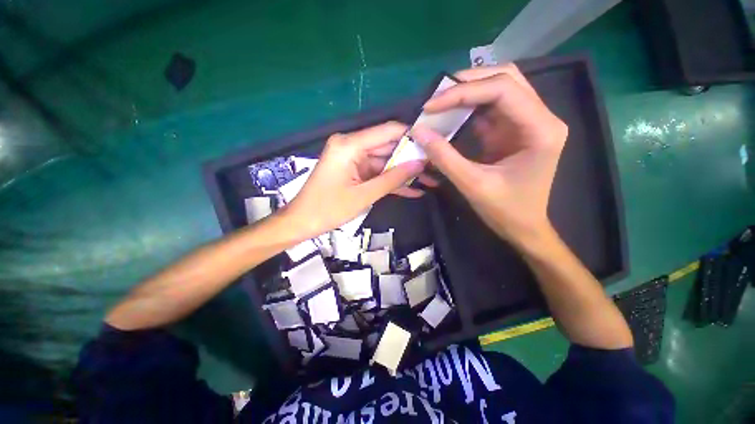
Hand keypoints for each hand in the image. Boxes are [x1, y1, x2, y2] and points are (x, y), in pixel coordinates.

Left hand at [286, 121, 437, 237]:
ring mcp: (353, 159)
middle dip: (411, 159)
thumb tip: (420, 164)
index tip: (433, 145)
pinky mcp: (354, 171)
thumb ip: (392, 179)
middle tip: (435, 166)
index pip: (388, 131)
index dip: (412, 136)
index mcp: (350, 145)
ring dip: (404, 173)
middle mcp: (352, 146)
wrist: (301, 222)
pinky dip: (391, 182)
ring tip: (430, 180)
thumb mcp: (364, 195)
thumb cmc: (328, 209)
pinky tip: (413, 190)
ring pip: (385, 162)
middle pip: (388, 147)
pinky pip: (376, 173)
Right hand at [413, 64, 567, 244]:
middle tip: (436, 97)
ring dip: (468, 92)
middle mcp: (540, 117)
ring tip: (440, 102)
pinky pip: (492, 108)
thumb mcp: (472, 184)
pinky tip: (451, 114)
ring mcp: (528, 122)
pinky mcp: (515, 130)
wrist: (524, 227)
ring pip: (499, 89)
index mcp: (541, 129)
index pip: (503, 89)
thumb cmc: (505, 210)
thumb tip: (418, 131)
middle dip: (467, 84)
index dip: (463, 92)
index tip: (431, 106)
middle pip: (505, 80)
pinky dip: (469, 108)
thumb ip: (444, 157)